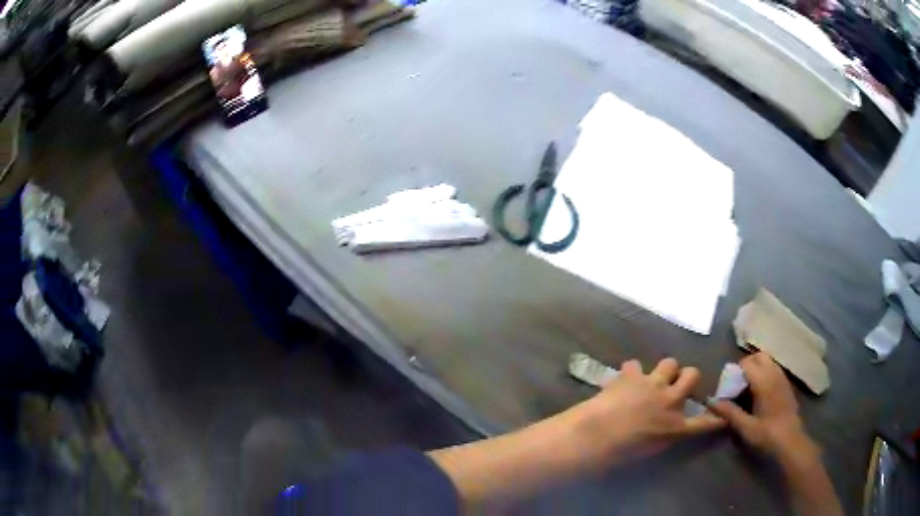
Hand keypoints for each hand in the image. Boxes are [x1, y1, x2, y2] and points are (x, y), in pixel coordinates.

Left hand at [571, 357, 725, 468]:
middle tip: (677, 384)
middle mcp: (670, 401)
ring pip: (670, 362)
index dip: (717, 418)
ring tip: (651, 379)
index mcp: (676, 427)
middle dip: (687, 377)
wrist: (595, 437)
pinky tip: (622, 381)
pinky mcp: (633, 375)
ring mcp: (653, 384)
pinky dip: (629, 373)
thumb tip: (664, 427)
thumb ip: (663, 435)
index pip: (705, 423)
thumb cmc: (619, 454)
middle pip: (692, 375)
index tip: (724, 414)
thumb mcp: (649, 450)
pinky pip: (635, 365)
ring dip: (663, 370)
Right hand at [708, 353, 816, 460]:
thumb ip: (729, 412)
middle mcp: (774, 374)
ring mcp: (782, 377)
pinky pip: (774, 369)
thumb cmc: (767, 434)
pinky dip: (765, 373)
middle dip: (746, 365)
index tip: (729, 387)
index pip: (747, 363)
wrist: (790, 440)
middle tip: (738, 384)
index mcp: (764, 382)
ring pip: (768, 361)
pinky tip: (760, 392)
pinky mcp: (786, 384)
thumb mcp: (745, 427)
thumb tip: (711, 401)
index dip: (735, 372)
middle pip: (759, 356)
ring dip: (757, 368)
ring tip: (748, 388)